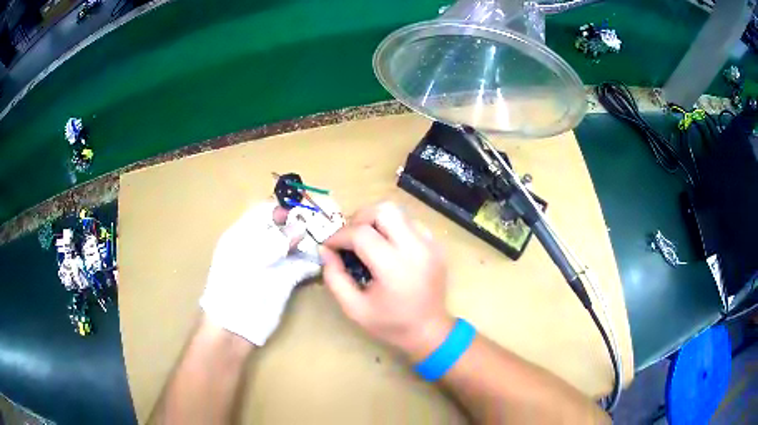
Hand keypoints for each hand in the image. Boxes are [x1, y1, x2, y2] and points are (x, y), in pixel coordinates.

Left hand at [200, 202, 320, 345]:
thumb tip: (299, 227)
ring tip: (330, 237)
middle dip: (302, 222)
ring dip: (310, 241)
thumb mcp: (250, 261)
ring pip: (294, 245)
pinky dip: (312, 261)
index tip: (306, 207)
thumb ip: (274, 242)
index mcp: (243, 235)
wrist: (234, 327)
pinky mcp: (284, 279)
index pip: (264, 211)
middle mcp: (259, 245)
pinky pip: (301, 265)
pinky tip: (325, 259)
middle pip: (283, 227)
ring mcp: (272, 263)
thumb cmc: (234, 290)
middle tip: (326, 220)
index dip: (284, 207)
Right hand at [320, 202, 453, 360]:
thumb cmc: (390, 324)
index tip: (329, 246)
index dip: (339, 236)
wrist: (430, 331)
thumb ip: (334, 277)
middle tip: (350, 238)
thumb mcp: (354, 308)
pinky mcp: (436, 245)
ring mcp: (430, 244)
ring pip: (398, 211)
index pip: (361, 233)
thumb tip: (325, 250)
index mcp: (394, 267)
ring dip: (377, 221)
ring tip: (368, 241)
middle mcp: (415, 249)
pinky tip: (389, 247)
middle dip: (360, 218)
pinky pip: (411, 223)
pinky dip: (395, 228)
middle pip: (383, 209)